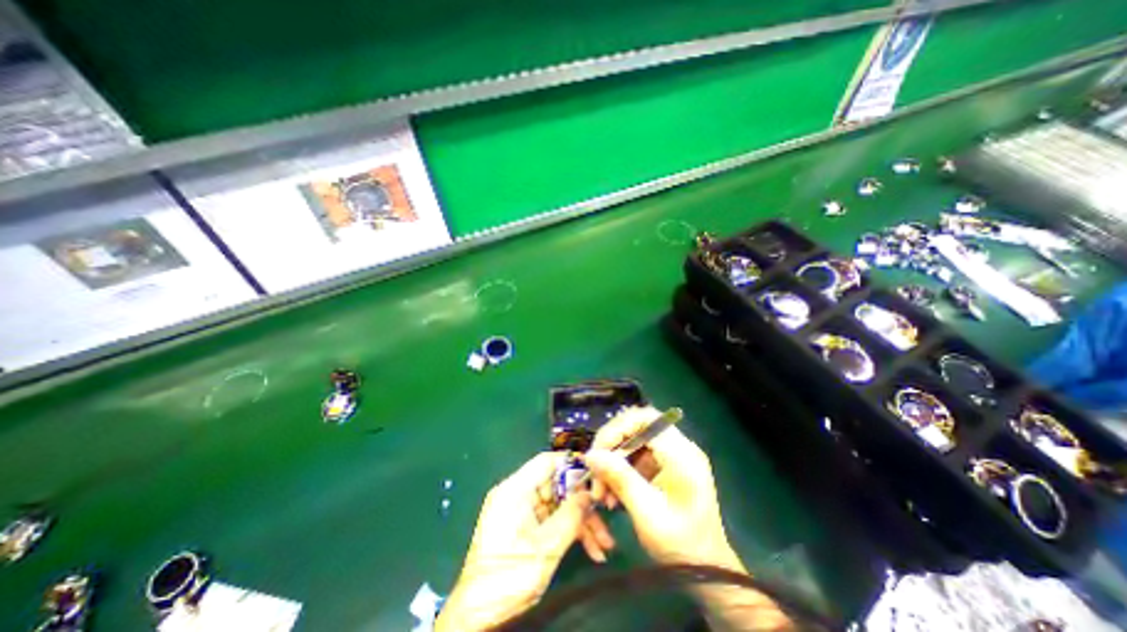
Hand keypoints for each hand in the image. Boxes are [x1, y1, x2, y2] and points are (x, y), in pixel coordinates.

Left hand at [433, 452, 590, 629]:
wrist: (478, 617)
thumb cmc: (510, 577)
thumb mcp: (546, 546)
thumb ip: (571, 515)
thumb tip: (590, 494)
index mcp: (515, 489)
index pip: (546, 462)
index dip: (571, 463)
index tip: (596, 472)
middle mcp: (517, 495)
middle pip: (557, 486)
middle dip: (582, 503)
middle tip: (605, 515)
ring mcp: (521, 512)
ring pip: (558, 506)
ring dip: (581, 523)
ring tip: (604, 544)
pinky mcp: (524, 528)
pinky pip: (551, 520)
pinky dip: (569, 532)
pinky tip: (592, 550)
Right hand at [585, 408, 745, 569]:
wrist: (708, 574)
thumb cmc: (682, 545)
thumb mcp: (647, 512)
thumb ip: (619, 478)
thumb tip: (590, 454)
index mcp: (682, 454)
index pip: (645, 419)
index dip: (617, 429)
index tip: (598, 452)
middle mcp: (679, 447)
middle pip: (637, 426)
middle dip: (612, 446)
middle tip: (595, 468)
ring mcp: (674, 456)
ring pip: (633, 441)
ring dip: (614, 460)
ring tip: (601, 489)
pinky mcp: (667, 466)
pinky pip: (637, 456)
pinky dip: (621, 470)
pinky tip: (612, 492)